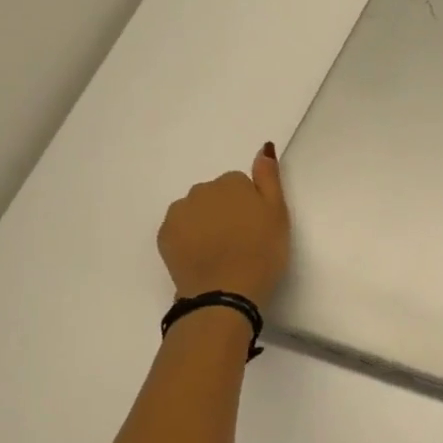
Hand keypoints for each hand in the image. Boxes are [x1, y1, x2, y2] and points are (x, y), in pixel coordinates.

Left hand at [158, 143, 290, 308]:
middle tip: (240, 241)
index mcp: (231, 183)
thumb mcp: (278, 214)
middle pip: (215, 195)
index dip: (250, 205)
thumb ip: (269, 178)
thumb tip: (263, 148)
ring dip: (205, 222)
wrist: (225, 294)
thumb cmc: (262, 253)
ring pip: (195, 210)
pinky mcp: (164, 235)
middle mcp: (201, 190)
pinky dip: (189, 238)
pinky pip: (180, 229)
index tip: (256, 227)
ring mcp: (179, 213)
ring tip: (220, 251)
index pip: (240, 184)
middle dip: (225, 211)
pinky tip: (203, 257)